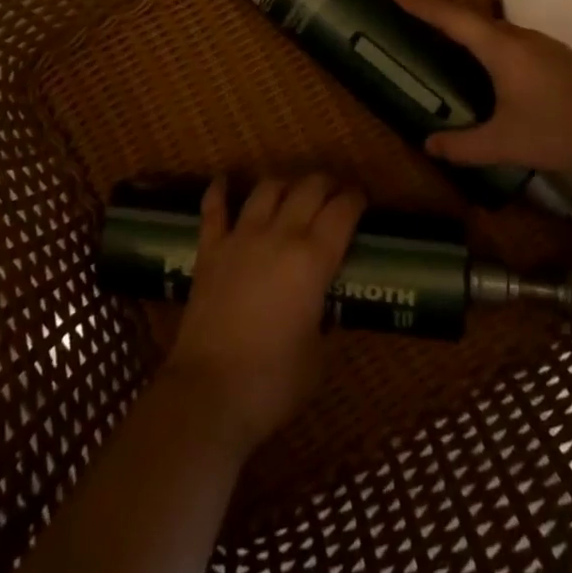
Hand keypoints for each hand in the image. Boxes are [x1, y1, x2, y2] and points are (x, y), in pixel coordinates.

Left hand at [162, 173, 365, 450]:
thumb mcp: (319, 357)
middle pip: (308, 188)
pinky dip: (220, 190)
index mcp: (313, 259)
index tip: (361, 198)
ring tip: (291, 189)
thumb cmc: (274, 382)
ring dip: (284, 183)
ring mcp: (241, 237)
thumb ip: (327, 324)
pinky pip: (214, 208)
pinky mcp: (210, 249)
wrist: (210, 392)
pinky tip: (225, 179)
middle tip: (333, 191)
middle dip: (325, 183)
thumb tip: (328, 311)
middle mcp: (280, 235)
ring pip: (267, 189)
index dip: (355, 199)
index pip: (342, 211)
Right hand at [396, 0, 571, 174]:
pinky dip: (488, 44)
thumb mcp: (506, 144)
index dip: (422, 5)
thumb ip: (464, 145)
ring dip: (467, 30)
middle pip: (472, 19)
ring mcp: (543, 45)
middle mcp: (520, 37)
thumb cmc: (560, 132)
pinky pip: (511, 41)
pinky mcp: (558, 58)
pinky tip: (489, 67)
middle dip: (441, 16)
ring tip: (445, 41)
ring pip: (495, 30)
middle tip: (413, 18)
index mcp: (502, 49)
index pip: (452, 18)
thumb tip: (429, 144)